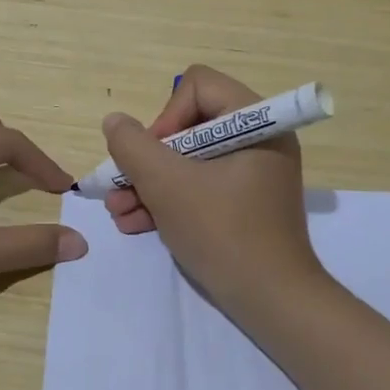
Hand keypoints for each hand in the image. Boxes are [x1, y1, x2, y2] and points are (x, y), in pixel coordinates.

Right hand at [101, 65, 321, 313]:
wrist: (273, 304)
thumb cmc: (224, 233)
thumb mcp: (168, 186)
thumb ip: (134, 147)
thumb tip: (115, 121)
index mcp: (256, 122)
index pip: (198, 86)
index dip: (166, 116)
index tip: (152, 156)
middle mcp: (259, 139)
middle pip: (188, 125)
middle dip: (148, 159)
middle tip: (120, 186)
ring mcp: (252, 173)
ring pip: (189, 160)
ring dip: (149, 183)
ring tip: (118, 211)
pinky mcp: (244, 202)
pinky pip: (200, 185)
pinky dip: (169, 200)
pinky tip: (134, 224)